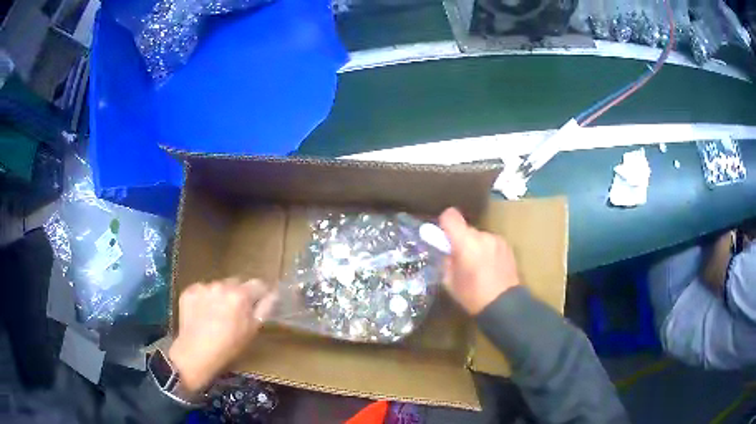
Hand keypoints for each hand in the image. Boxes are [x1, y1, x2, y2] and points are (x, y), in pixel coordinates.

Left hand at [168, 279, 276, 393]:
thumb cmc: (229, 346)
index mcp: (240, 295)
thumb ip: (264, 308)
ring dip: (220, 296)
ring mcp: (203, 286)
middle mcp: (222, 285)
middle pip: (236, 283)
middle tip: (235, 313)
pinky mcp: (188, 291)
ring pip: (218, 286)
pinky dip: (204, 299)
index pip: (258, 284)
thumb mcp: (252, 330)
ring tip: (216, 315)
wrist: (195, 353)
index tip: (257, 304)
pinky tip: (202, 314)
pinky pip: (202, 290)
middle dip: (238, 294)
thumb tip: (273, 294)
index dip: (260, 294)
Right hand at [439, 207, 519, 314]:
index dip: (445, 223)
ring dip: (476, 246)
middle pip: (466, 229)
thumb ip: (447, 261)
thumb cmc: (473, 296)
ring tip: (478, 266)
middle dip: (462, 240)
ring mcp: (497, 240)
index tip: (444, 236)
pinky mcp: (508, 246)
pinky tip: (490, 267)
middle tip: (462, 259)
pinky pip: (491, 243)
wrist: (504, 305)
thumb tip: (448, 252)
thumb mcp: (450, 281)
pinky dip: (487, 250)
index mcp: (465, 243)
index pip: (451, 216)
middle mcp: (483, 236)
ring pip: (480, 237)